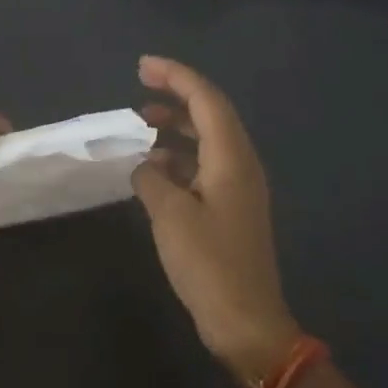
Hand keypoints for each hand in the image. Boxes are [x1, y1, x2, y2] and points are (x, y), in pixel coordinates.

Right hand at [132, 56, 299, 382]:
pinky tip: (154, 166)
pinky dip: (180, 155)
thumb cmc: (209, 264)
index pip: (206, 100)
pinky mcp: (231, 207)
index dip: (176, 76)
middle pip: (211, 113)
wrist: (247, 322)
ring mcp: (239, 186)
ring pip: (208, 138)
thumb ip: (152, 179)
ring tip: (142, 121)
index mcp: (232, 158)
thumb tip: (145, 166)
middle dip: (177, 93)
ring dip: (177, 124)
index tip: (142, 65)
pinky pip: (205, 164)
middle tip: (140, 85)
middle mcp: (241, 163)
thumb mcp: (170, 216)